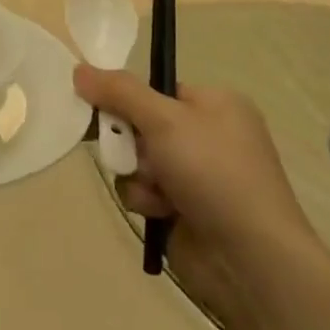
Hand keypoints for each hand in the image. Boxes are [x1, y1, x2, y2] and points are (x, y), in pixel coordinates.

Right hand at [75, 66, 321, 314]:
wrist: (250, 260)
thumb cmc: (214, 173)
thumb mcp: (164, 119)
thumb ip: (119, 91)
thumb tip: (79, 69)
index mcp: (216, 105)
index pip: (157, 88)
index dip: (127, 97)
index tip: (98, 103)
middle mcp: (207, 136)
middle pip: (141, 123)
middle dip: (129, 140)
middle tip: (122, 149)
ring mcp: (196, 175)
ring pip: (137, 160)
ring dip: (137, 173)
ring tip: (157, 191)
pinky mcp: (183, 209)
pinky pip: (144, 191)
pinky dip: (146, 199)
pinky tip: (162, 212)